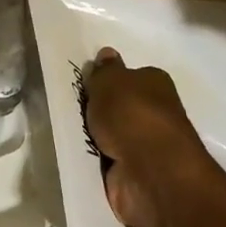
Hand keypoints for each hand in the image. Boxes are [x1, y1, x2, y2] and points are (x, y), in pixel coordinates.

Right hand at [82, 48, 216, 226]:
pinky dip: (96, 160)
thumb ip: (105, 70)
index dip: (110, 80)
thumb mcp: (110, 82)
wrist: (150, 172)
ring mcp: (147, 145)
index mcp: (156, 84)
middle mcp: (156, 112)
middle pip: (122, 107)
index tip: (86, 85)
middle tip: (72, 109)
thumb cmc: (132, 116)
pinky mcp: (136, 173)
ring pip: (113, 135)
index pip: (132, 77)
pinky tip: (78, 156)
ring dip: (96, 136)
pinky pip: (109, 161)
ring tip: (68, 133)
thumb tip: (107, 54)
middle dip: (101, 110)